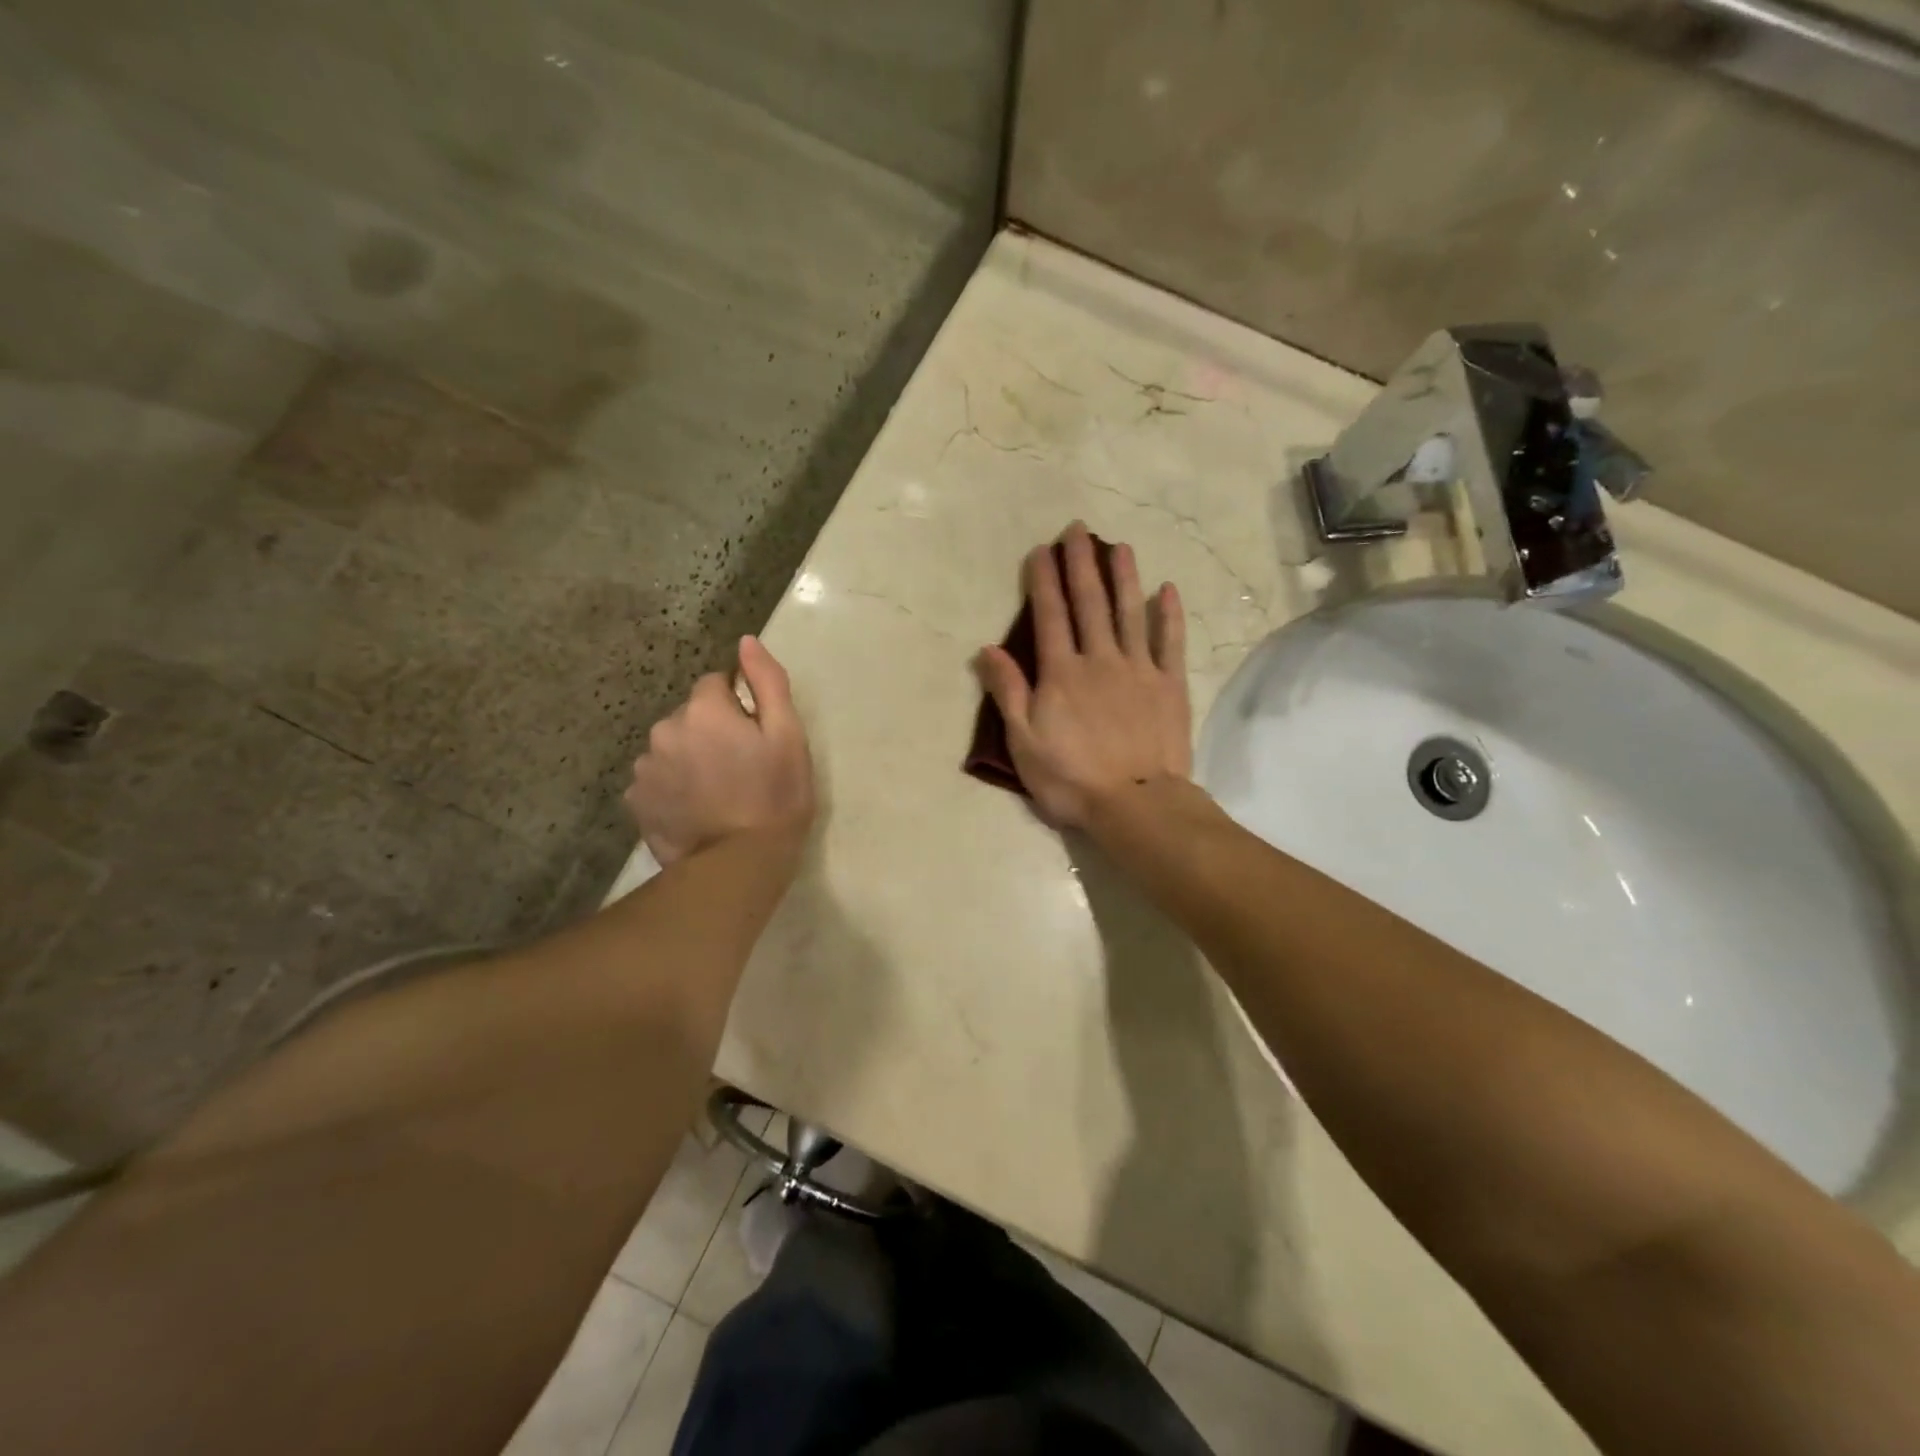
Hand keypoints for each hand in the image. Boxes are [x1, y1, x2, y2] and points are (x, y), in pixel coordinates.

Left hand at [625, 636, 814, 864]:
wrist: (739, 864)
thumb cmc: (776, 796)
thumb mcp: (788, 736)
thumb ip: (767, 683)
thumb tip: (747, 642)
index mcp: (703, 709)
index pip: (716, 684)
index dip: (739, 706)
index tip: (755, 737)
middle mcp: (665, 729)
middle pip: (691, 716)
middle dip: (711, 731)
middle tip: (740, 768)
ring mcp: (645, 768)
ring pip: (671, 748)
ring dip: (689, 758)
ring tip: (717, 793)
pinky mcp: (636, 801)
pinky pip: (657, 779)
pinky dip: (673, 787)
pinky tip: (695, 810)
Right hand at [974, 523, 1190, 828]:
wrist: (1135, 804)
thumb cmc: (1071, 778)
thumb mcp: (1023, 742)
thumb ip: (1008, 692)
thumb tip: (988, 649)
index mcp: (1061, 674)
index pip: (1050, 617)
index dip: (1043, 581)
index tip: (1041, 550)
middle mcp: (1099, 660)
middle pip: (1089, 604)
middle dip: (1081, 565)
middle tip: (1078, 530)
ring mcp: (1139, 670)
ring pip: (1129, 613)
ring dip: (1123, 578)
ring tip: (1120, 546)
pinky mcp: (1169, 686)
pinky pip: (1169, 643)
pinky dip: (1168, 615)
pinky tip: (1167, 590)